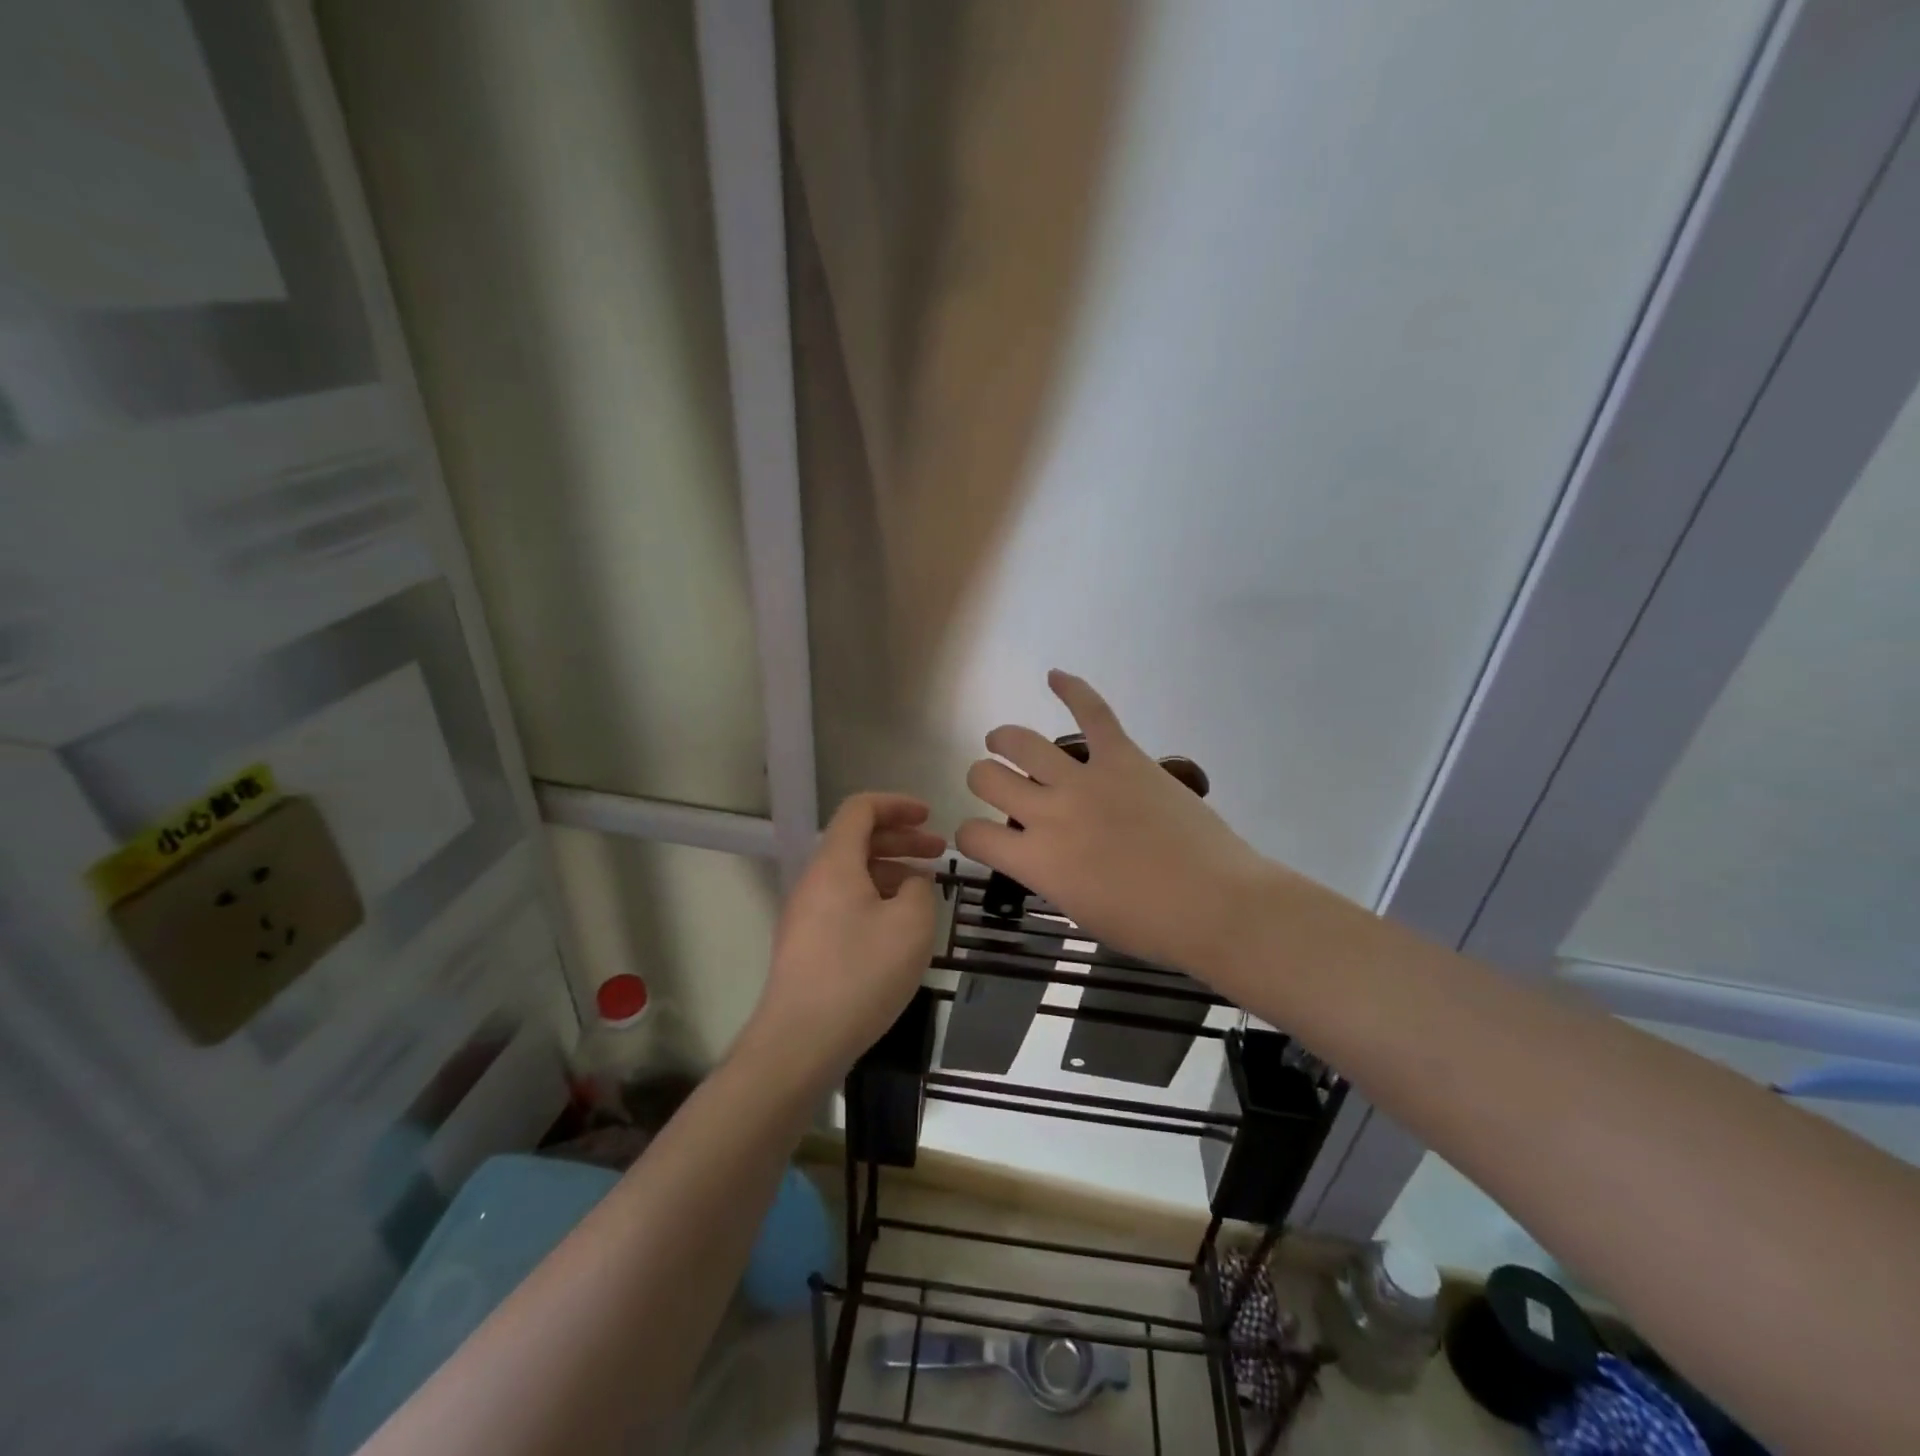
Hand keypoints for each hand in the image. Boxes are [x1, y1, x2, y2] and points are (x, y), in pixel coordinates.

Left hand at [741, 793, 944, 1088]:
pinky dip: (875, 896)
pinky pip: (844, 901)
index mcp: (835, 863)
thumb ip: (921, 889)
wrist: (800, 1041)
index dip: (896, 805)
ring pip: (852, 873)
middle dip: (901, 838)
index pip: (860, 809)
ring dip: (890, 870)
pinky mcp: (807, 943)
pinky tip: (898, 924)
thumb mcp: (911, 925)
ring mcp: (806, 913)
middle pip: (857, 840)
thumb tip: (912, 883)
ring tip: (925, 890)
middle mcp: (815, 880)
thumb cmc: (861, 974)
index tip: (929, 816)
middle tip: (939, 851)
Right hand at [956, 671, 1273, 976]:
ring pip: (1022, 742)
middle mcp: (1048, 813)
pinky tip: (1055, 676)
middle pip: (986, 777)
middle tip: (997, 784)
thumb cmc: (1148, 925)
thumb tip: (1043, 853)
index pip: (973, 835)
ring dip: (1004, 739)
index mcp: (1035, 861)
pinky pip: (1093, 712)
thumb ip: (1048, 875)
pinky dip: (1072, 689)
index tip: (982, 836)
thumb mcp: (1079, 911)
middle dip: (982, 779)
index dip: (969, 834)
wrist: (1214, 904)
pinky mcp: (1123, 757)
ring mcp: (1085, 779)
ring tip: (1003, 740)